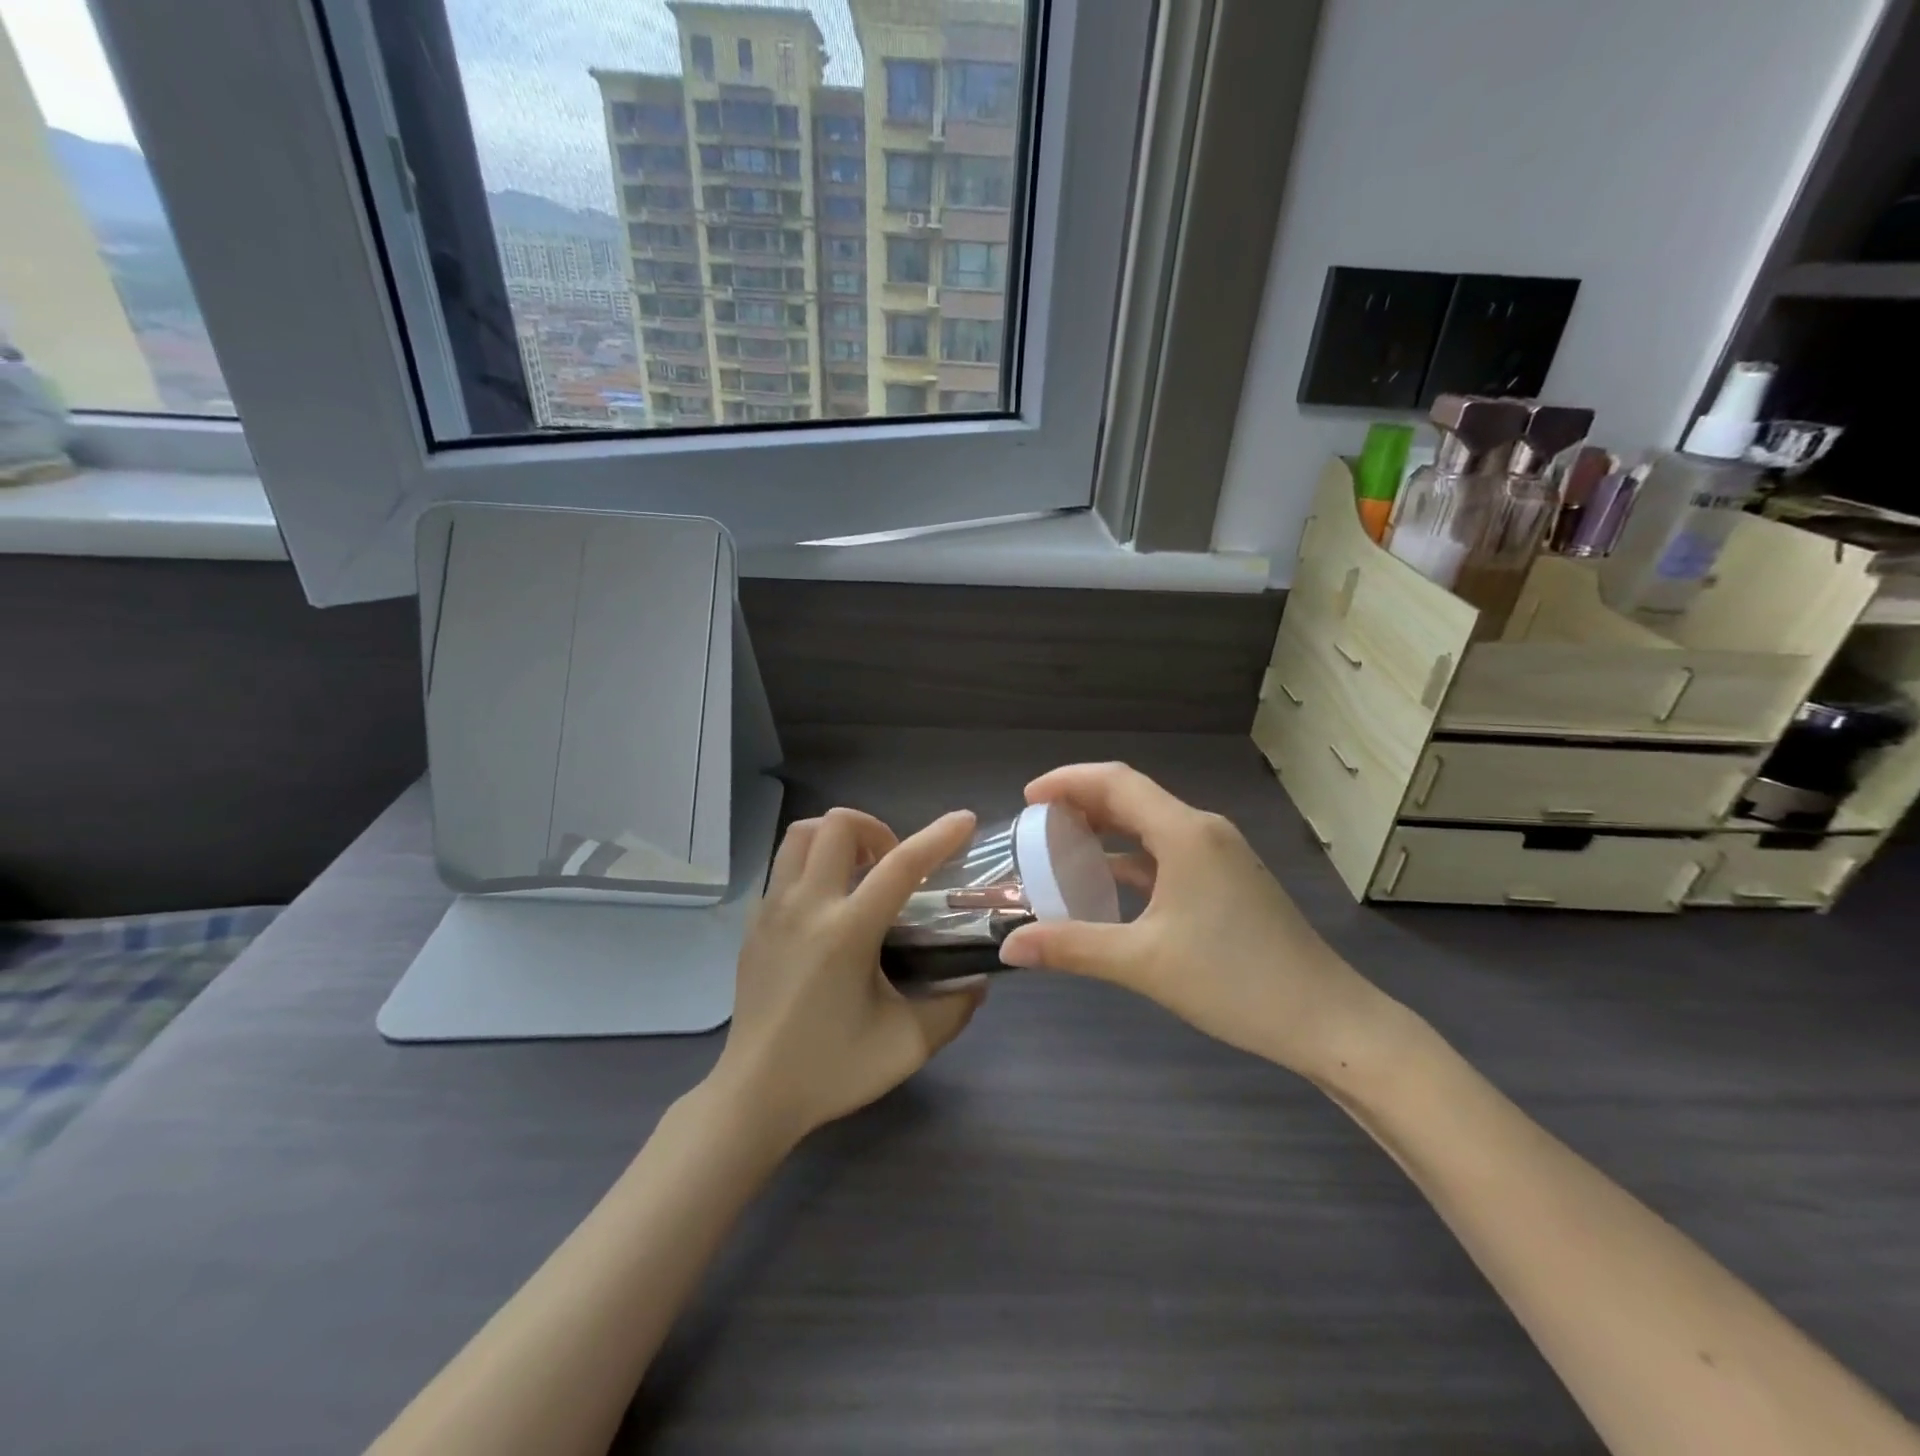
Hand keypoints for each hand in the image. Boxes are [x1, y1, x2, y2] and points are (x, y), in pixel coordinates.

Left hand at [710, 807, 986, 1147]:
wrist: (753, 1096)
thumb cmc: (831, 1070)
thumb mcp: (907, 1045)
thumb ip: (953, 1008)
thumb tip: (977, 982)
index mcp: (847, 932)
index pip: (901, 865)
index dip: (938, 836)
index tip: (965, 820)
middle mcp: (806, 906)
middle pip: (837, 824)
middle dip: (875, 828)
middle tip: (893, 865)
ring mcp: (772, 910)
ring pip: (801, 834)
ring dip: (837, 837)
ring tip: (859, 873)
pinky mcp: (753, 923)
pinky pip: (783, 866)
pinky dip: (813, 863)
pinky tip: (828, 905)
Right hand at [997, 763, 1395, 1084]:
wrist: (1327, 1020)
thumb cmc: (1235, 981)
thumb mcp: (1143, 963)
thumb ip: (1072, 948)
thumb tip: (1009, 947)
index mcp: (1184, 833)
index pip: (1115, 782)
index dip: (1067, 781)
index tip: (1027, 800)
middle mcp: (1203, 831)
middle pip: (1132, 798)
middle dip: (1081, 803)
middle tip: (1036, 825)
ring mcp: (1220, 855)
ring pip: (1151, 825)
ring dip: (1106, 830)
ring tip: (1062, 848)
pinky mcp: (1227, 880)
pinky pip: (1167, 852)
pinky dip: (1131, 858)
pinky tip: (1108, 883)